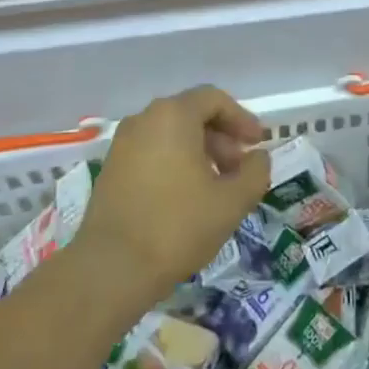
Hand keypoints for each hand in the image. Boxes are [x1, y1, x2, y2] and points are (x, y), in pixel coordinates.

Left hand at [76, 86, 270, 296]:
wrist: (112, 269)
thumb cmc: (178, 226)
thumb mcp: (233, 201)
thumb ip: (256, 172)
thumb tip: (258, 158)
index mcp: (173, 116)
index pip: (214, 99)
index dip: (241, 119)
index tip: (257, 144)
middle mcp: (143, 120)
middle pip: (191, 115)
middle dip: (222, 138)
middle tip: (240, 169)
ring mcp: (122, 145)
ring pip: (171, 135)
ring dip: (200, 153)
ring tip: (217, 187)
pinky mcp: (111, 170)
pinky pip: (152, 153)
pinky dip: (176, 164)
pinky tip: (188, 198)